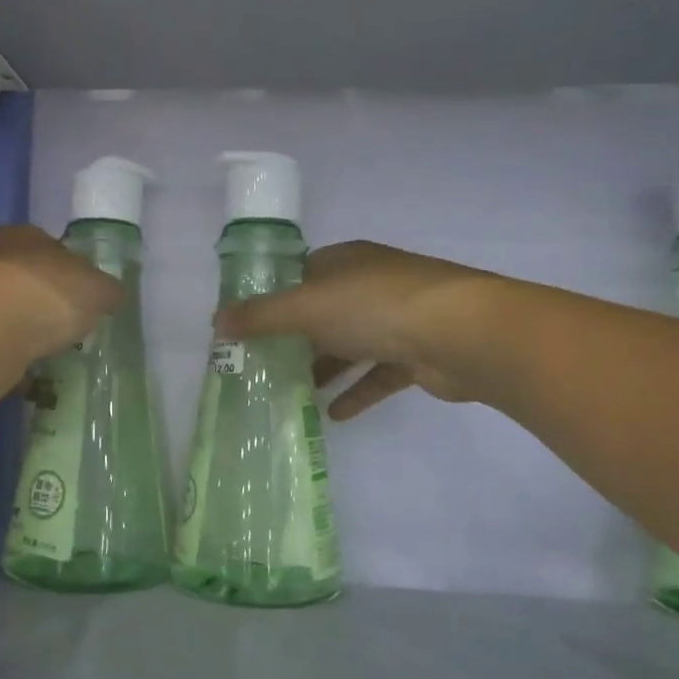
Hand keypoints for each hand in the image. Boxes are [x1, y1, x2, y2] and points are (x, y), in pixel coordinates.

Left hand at [0, 225, 123, 363]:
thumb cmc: (47, 295)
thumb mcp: (97, 290)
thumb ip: (108, 291)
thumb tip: (112, 294)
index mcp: (25, 234)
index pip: (54, 247)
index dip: (73, 272)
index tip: (85, 298)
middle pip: (28, 278)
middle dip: (47, 300)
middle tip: (69, 325)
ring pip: (7, 309)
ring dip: (25, 327)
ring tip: (48, 350)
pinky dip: (8, 351)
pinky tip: (24, 367)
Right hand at [216, 240, 494, 418]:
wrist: (462, 333)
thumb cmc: (376, 306)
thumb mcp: (307, 306)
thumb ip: (261, 316)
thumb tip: (216, 321)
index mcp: (346, 262)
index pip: (302, 275)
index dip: (274, 298)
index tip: (249, 327)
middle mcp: (371, 285)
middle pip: (325, 313)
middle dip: (297, 340)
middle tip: (264, 367)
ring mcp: (398, 319)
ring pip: (351, 345)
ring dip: (325, 368)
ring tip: (293, 394)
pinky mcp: (417, 354)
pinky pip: (378, 374)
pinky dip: (357, 392)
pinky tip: (333, 415)